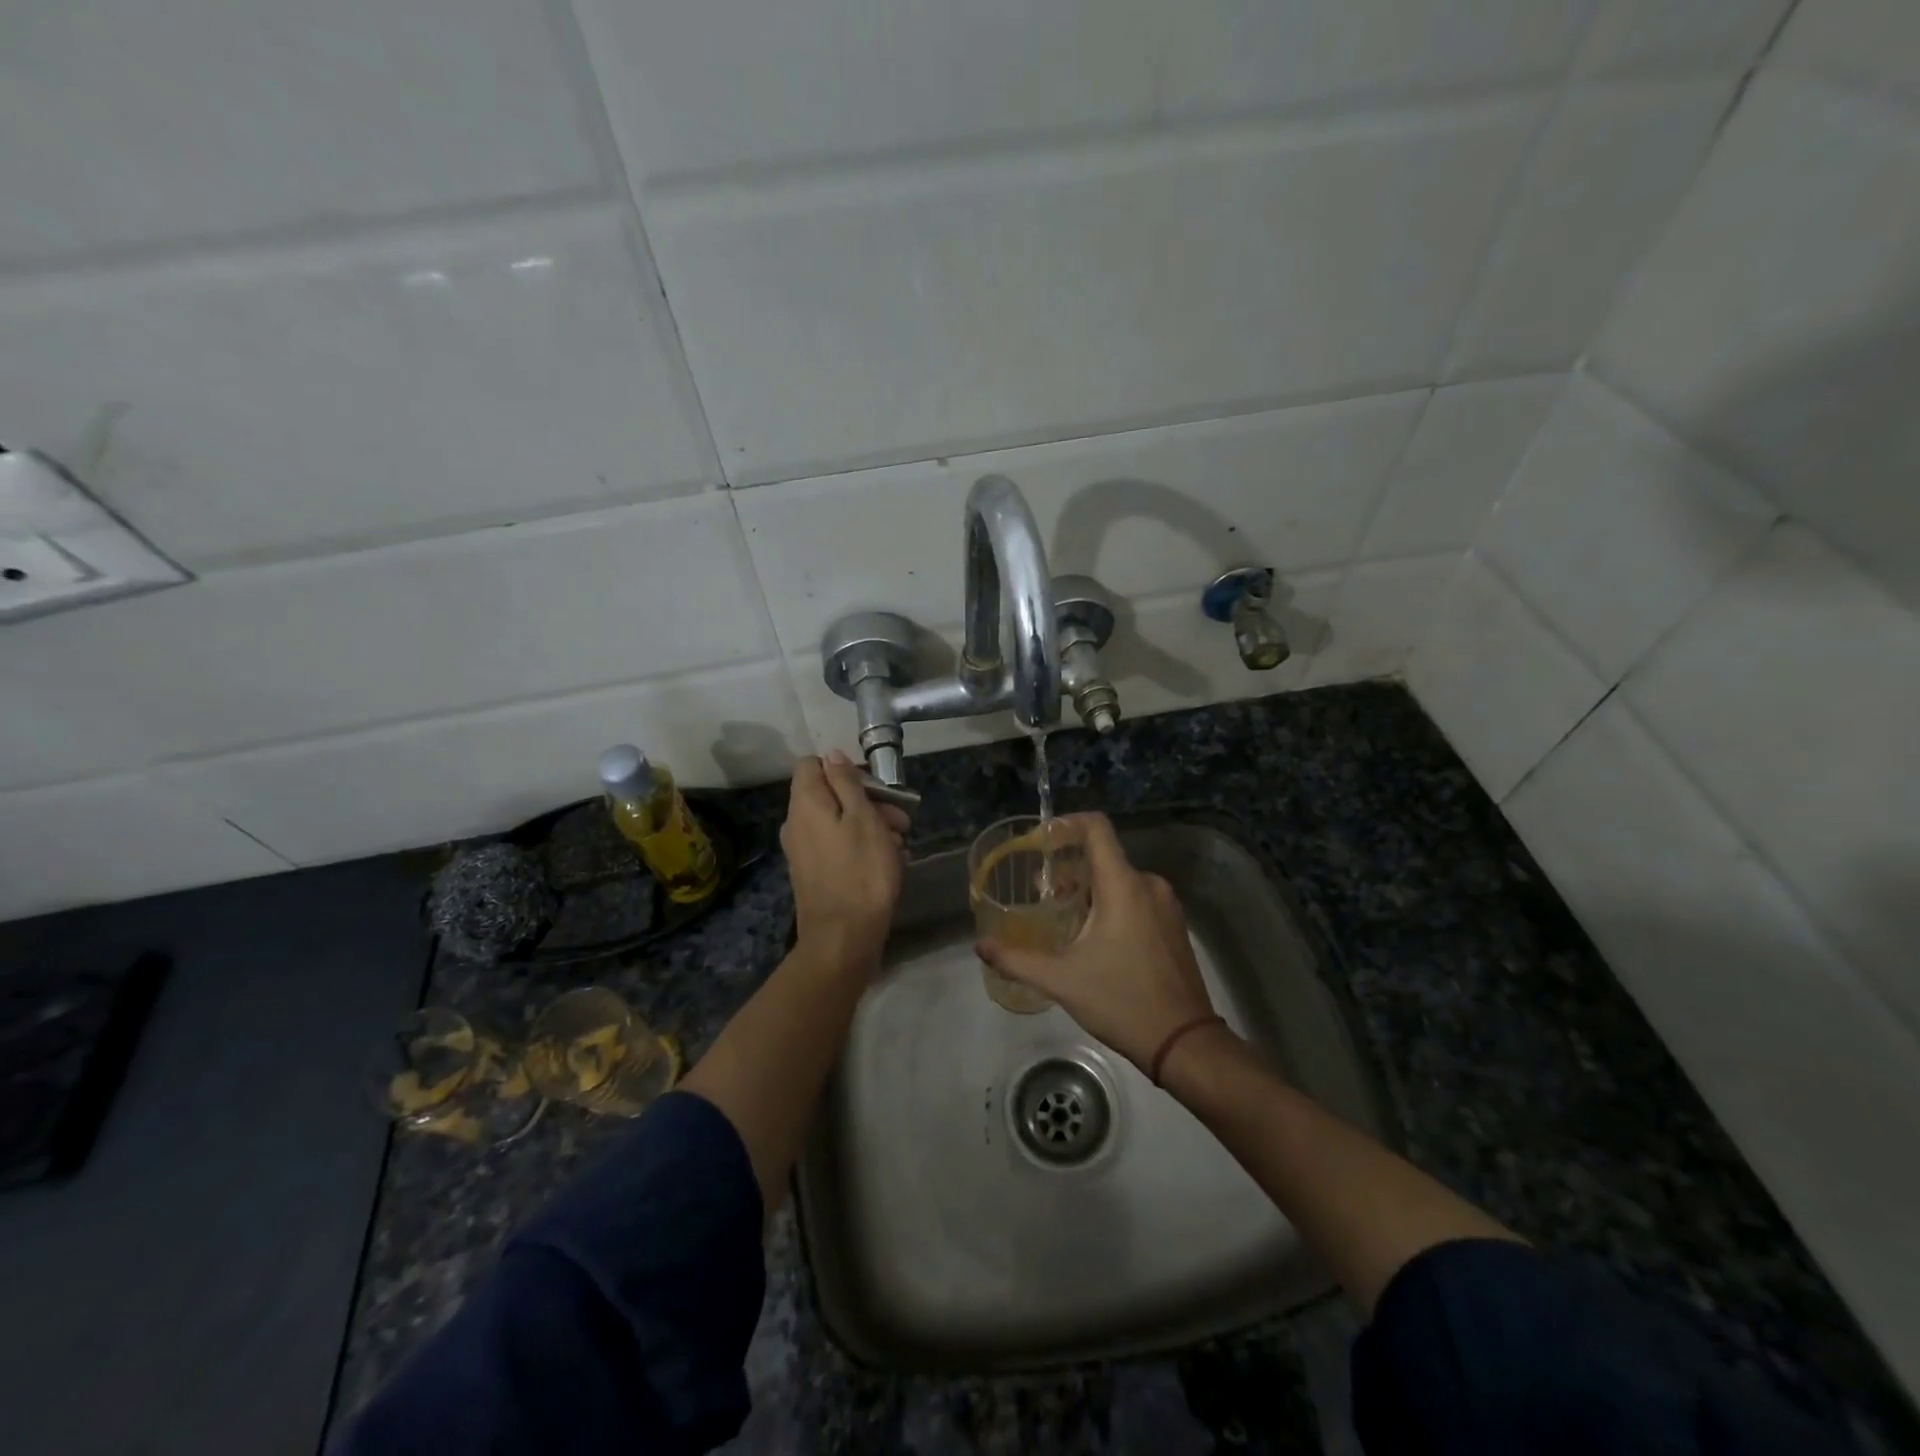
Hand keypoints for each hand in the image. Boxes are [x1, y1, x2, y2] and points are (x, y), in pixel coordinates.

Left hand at [782, 751, 909, 968]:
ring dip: (872, 826)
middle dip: (869, 801)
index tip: (873, 785)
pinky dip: (862, 847)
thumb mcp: (863, 818)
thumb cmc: (861, 871)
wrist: (844, 937)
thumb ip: (846, 782)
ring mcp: (803, 850)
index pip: (812, 764)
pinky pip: (838, 846)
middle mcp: (797, 823)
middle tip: (901, 821)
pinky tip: (890, 862)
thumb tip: (831, 755)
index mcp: (805, 803)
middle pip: (830, 794)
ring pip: (839, 822)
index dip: (844, 767)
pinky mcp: (814, 873)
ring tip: (901, 845)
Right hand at [977, 813, 1216, 1071]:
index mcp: (1123, 885)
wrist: (1184, 1043)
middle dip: (1068, 869)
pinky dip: (1110, 904)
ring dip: (1088, 890)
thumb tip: (981, 946)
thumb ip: (1017, 959)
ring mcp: (1165, 905)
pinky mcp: (1173, 925)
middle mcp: (1148, 885)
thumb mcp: (1062, 980)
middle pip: (1103, 857)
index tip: (1039, 841)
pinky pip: (1136, 898)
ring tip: (1062, 919)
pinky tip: (1093, 938)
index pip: (1096, 828)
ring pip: (1119, 880)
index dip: (1065, 825)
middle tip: (1041, 894)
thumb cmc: (1122, 1001)